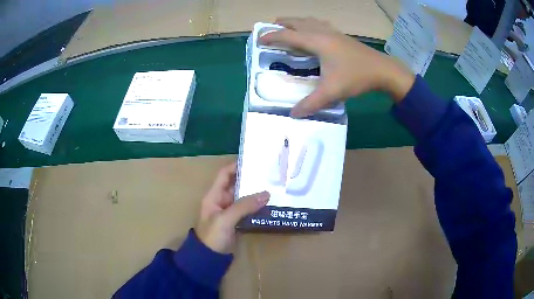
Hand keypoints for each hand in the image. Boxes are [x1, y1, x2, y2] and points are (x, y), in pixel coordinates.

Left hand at [196, 162, 269, 252]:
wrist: (209, 257)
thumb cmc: (212, 235)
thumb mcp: (226, 219)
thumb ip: (244, 206)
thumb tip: (266, 194)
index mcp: (214, 195)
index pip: (224, 174)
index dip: (236, 166)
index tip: (253, 160)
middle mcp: (221, 200)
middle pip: (237, 185)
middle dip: (251, 180)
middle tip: (269, 174)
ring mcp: (229, 212)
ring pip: (244, 198)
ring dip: (256, 194)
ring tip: (273, 187)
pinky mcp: (236, 222)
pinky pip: (247, 210)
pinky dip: (257, 207)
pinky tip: (269, 205)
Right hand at [260, 17, 415, 117]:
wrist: (383, 70)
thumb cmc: (356, 77)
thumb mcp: (332, 92)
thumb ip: (311, 103)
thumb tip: (293, 115)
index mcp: (316, 41)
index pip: (287, 35)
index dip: (271, 37)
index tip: (258, 40)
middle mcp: (322, 32)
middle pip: (296, 22)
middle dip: (281, 24)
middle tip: (270, 30)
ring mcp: (333, 32)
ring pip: (309, 21)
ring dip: (295, 22)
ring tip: (288, 28)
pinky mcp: (341, 36)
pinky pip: (319, 25)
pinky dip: (309, 25)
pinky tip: (313, 33)